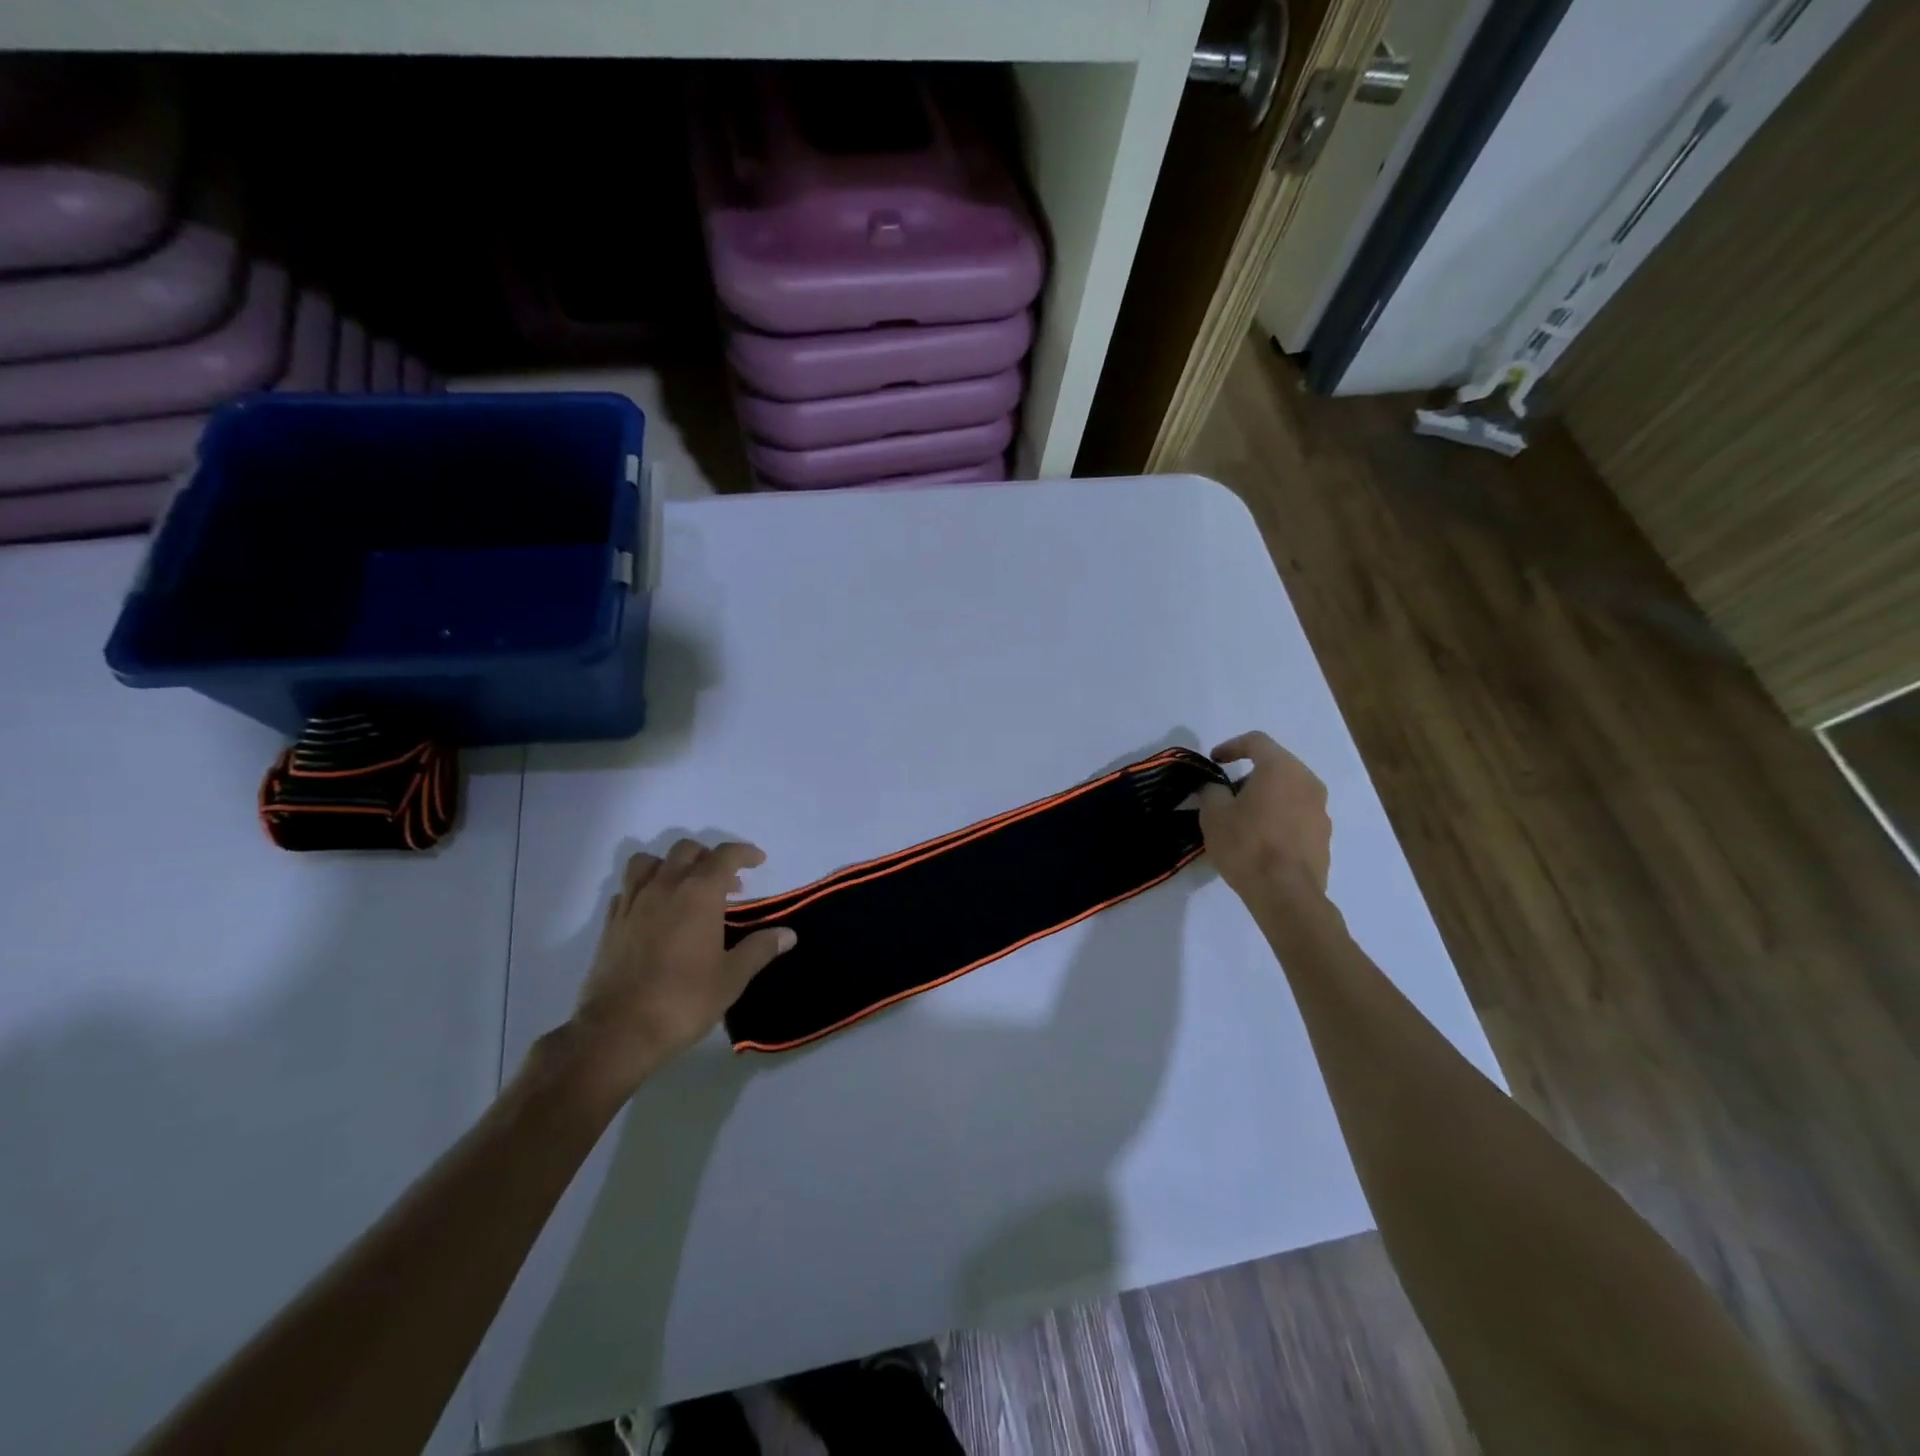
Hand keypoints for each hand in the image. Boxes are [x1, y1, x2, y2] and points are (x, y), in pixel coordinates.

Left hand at [568, 840, 795, 1095]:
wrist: (619, 1031)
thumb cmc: (684, 1000)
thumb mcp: (732, 977)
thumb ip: (760, 949)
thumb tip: (788, 934)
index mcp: (699, 894)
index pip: (724, 856)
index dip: (744, 853)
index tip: (758, 861)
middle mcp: (664, 887)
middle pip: (686, 850)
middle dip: (709, 857)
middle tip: (726, 883)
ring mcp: (633, 903)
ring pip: (648, 862)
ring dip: (670, 865)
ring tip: (684, 887)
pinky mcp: (611, 924)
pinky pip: (627, 890)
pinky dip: (643, 889)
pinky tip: (654, 911)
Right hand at [1197, 731, 1332, 908]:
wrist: (1286, 894)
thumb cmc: (1247, 846)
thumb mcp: (1213, 815)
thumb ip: (1212, 792)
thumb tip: (1216, 788)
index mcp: (1281, 769)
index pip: (1256, 741)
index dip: (1231, 746)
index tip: (1215, 760)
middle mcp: (1307, 782)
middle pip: (1277, 765)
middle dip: (1250, 774)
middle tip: (1227, 792)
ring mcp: (1321, 810)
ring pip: (1289, 791)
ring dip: (1267, 796)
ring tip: (1244, 818)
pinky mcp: (1324, 836)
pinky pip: (1298, 814)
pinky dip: (1279, 817)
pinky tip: (1261, 839)